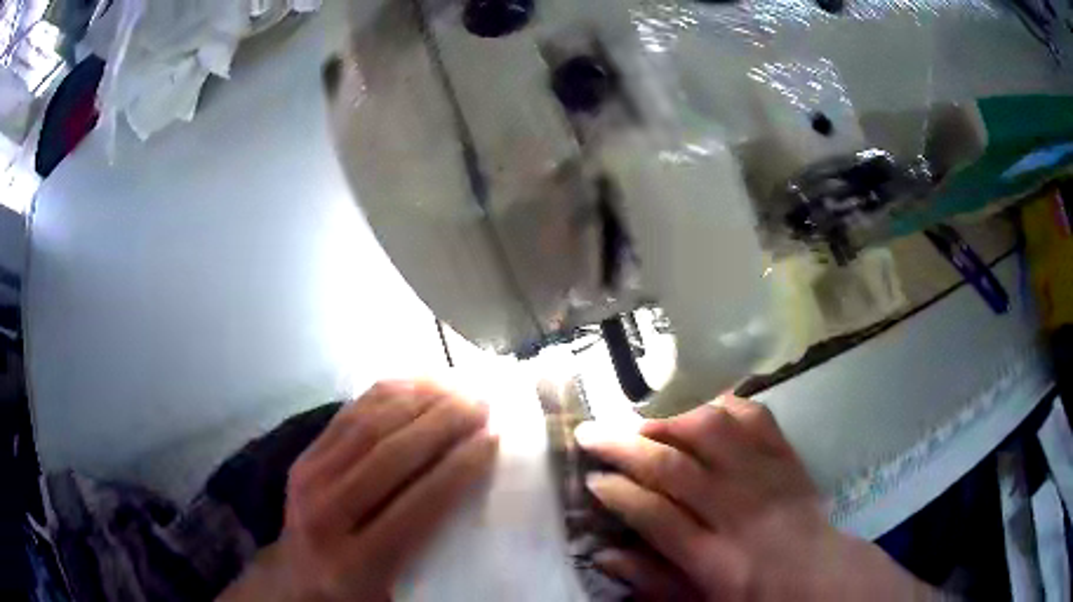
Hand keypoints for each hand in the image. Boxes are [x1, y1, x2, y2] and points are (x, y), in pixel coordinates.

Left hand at [220, 381, 498, 601]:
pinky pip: (347, 415)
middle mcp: (326, 516)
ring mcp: (308, 479)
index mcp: (358, 563)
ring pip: (367, 426)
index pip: (417, 506)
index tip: (493, 438)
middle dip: (442, 423)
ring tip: (457, 387)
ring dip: (417, 400)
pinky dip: (385, 394)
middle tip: (482, 402)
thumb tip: (481, 499)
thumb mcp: (402, 589)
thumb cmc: (361, 591)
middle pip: (388, 456)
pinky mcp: (302, 457)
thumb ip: (433, 552)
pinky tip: (416, 384)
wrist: (298, 578)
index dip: (458, 468)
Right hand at [576, 396, 936, 600]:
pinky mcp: (787, 457)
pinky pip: (756, 418)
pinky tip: (702, 412)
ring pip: (713, 432)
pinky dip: (724, 407)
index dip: (618, 493)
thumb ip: (651, 581)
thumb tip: (603, 555)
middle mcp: (740, 512)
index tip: (592, 479)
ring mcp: (768, 478)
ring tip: (644, 426)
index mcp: (715, 558)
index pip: (656, 516)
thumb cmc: (755, 597)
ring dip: (671, 422)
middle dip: (626, 447)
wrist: (820, 576)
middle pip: (676, 468)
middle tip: (591, 434)